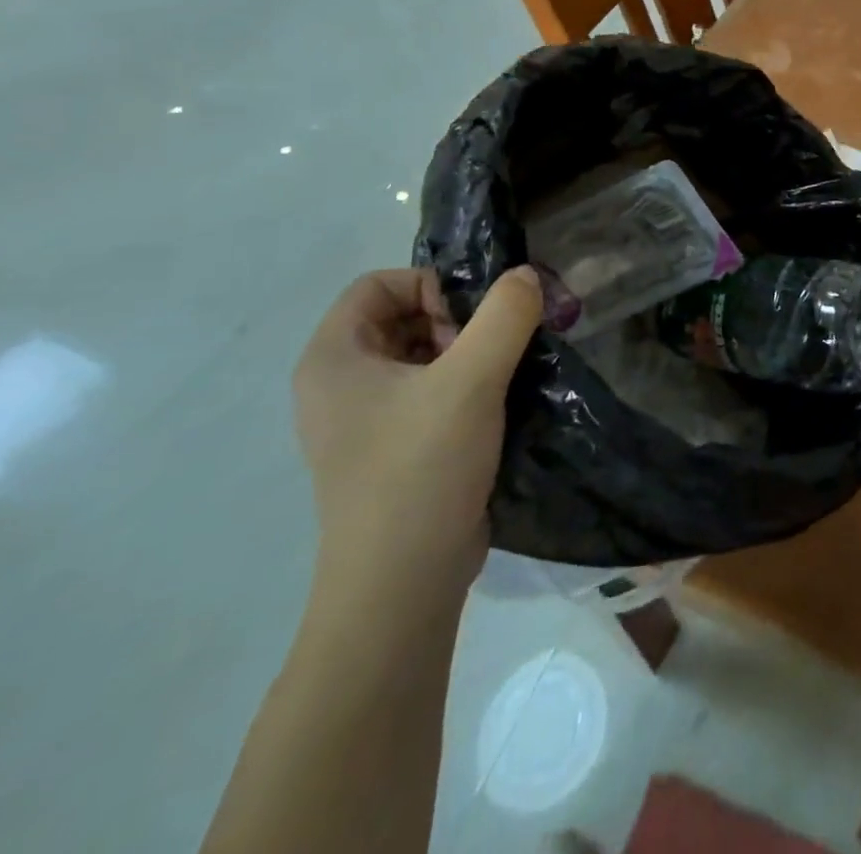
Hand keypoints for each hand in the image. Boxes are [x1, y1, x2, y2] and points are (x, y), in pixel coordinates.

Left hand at [292, 266, 541, 611]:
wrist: (402, 585)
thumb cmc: (421, 469)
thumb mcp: (471, 380)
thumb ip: (505, 315)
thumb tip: (527, 275)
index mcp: (333, 359)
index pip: (378, 284)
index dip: (429, 286)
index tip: (471, 321)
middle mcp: (338, 384)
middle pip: (401, 317)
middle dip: (455, 321)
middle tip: (490, 353)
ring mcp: (362, 422)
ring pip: (419, 356)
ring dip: (467, 354)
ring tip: (499, 380)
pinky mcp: (390, 450)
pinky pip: (426, 394)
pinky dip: (463, 387)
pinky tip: (496, 408)